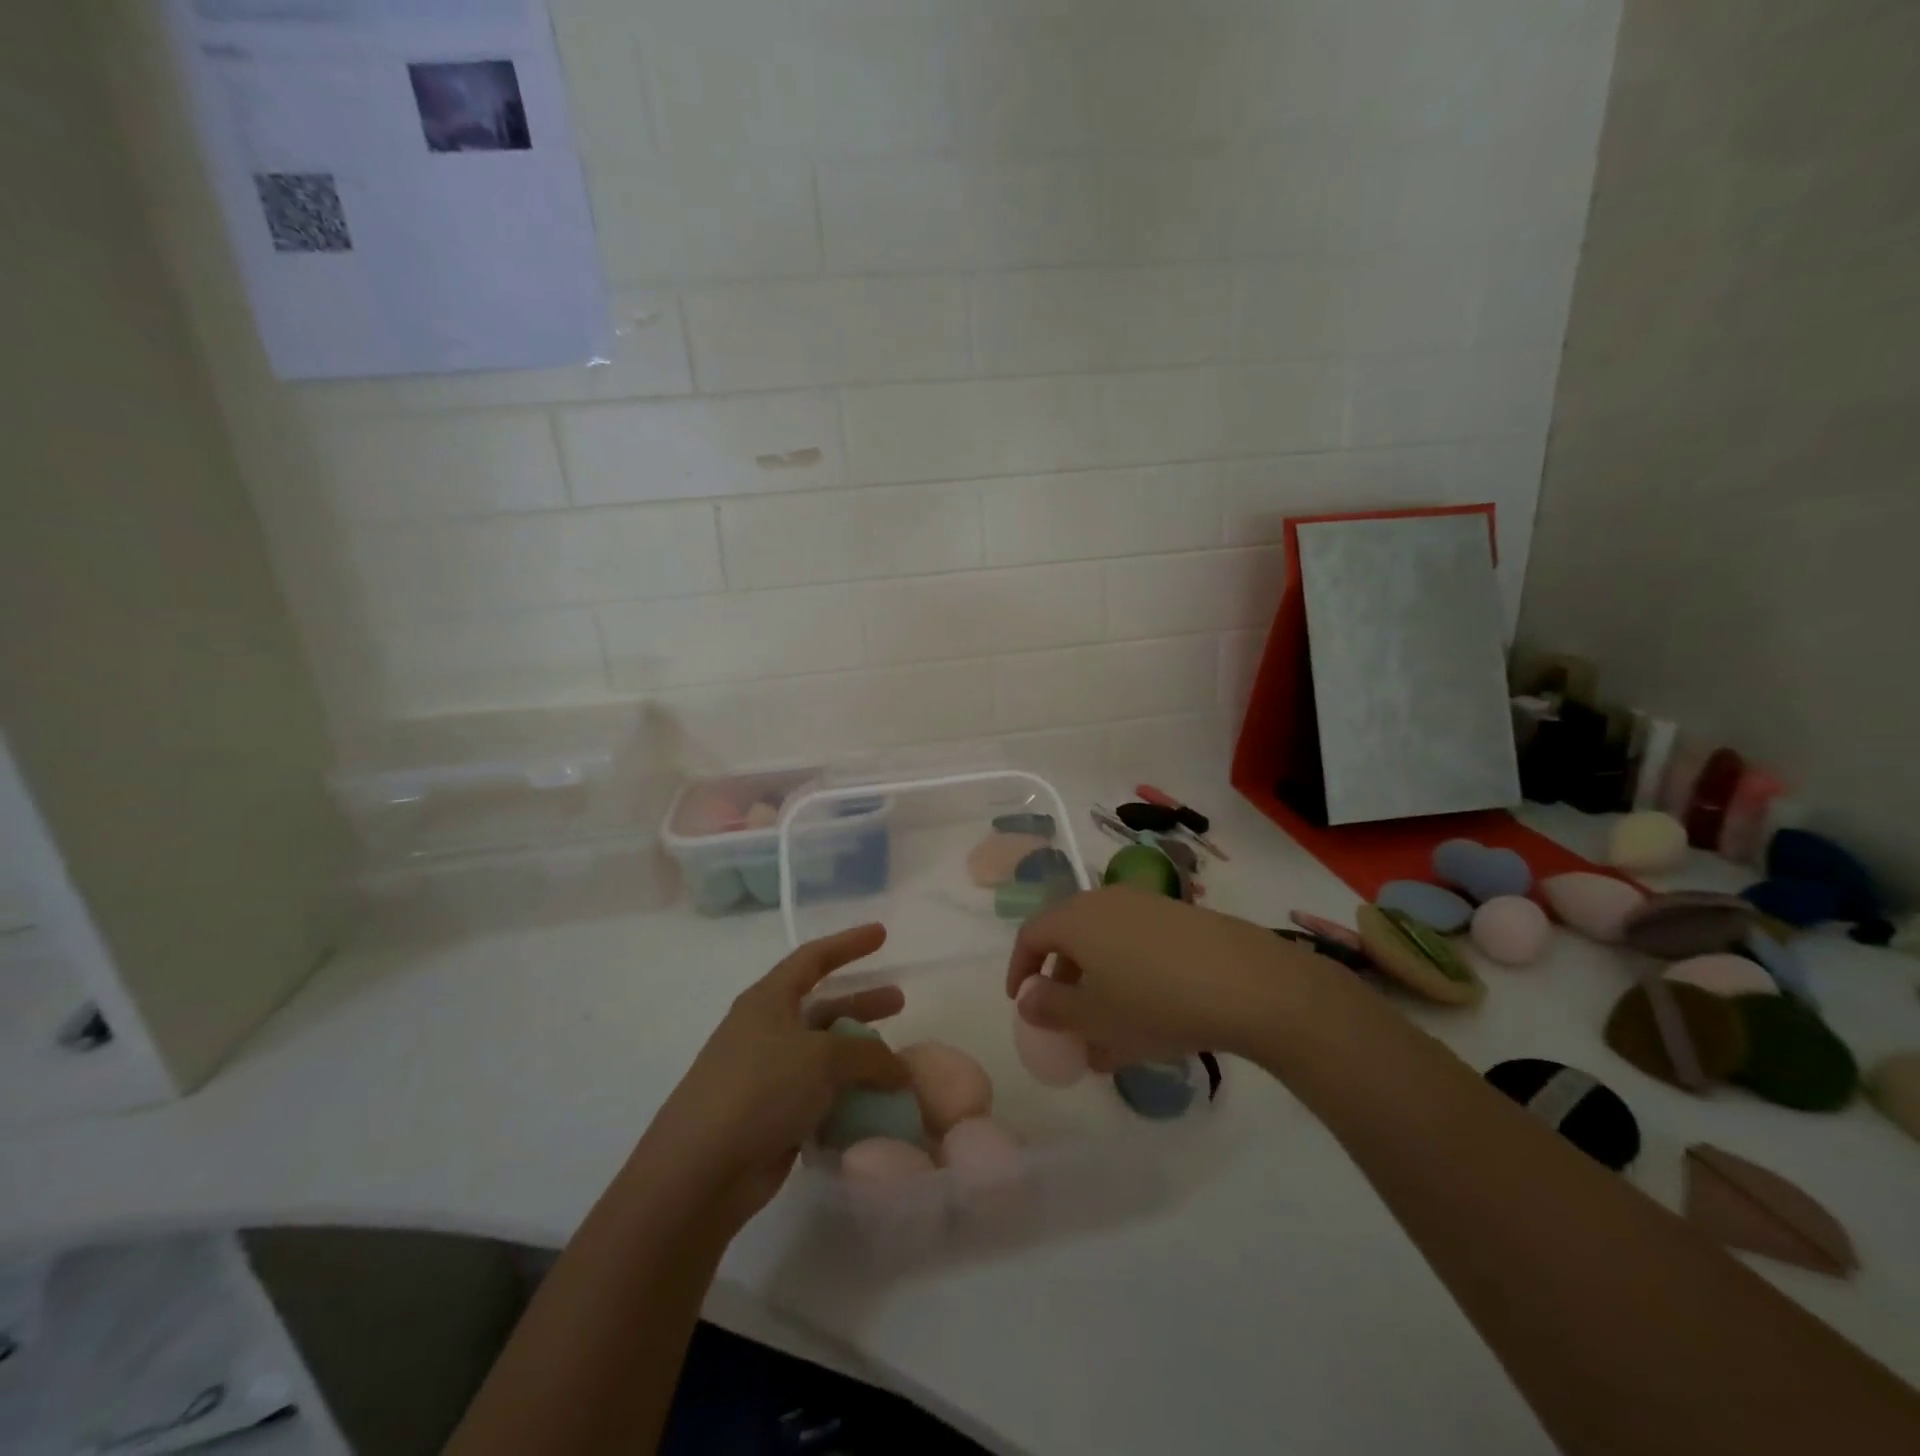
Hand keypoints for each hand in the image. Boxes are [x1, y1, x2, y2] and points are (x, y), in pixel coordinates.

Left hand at [643, 924, 909, 1230]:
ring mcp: (768, 1076)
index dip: (848, 943)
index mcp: (769, 1000)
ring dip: (860, 1057)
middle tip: (899, 1002)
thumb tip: (899, 1068)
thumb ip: (869, 1054)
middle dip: (861, 1003)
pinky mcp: (772, 1117)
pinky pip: (820, 1096)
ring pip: (824, 1055)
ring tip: (897, 1064)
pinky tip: (876, 1105)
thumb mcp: (823, 1058)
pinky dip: (848, 1096)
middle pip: (823, 1006)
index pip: (813, 958)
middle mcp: (766, 1031)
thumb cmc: (760, 1090)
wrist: (699, 1173)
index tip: (881, 933)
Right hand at [1007, 887, 1309, 1065]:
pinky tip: (1149, 1017)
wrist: (1248, 983)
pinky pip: (1137, 945)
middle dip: (1061, 980)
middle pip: (1069, 935)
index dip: (1020, 969)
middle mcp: (1106, 900)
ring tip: (1108, 1033)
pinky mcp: (1180, 918)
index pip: (1032, 934)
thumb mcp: (1094, 1017)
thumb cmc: (1154, 1002)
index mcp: (1076, 918)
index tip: (1021, 1003)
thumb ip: (1051, 1008)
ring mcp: (1147, 905)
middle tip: (1065, 1019)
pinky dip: (1129, 976)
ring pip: (1106, 943)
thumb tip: (1027, 999)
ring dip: (1097, 983)